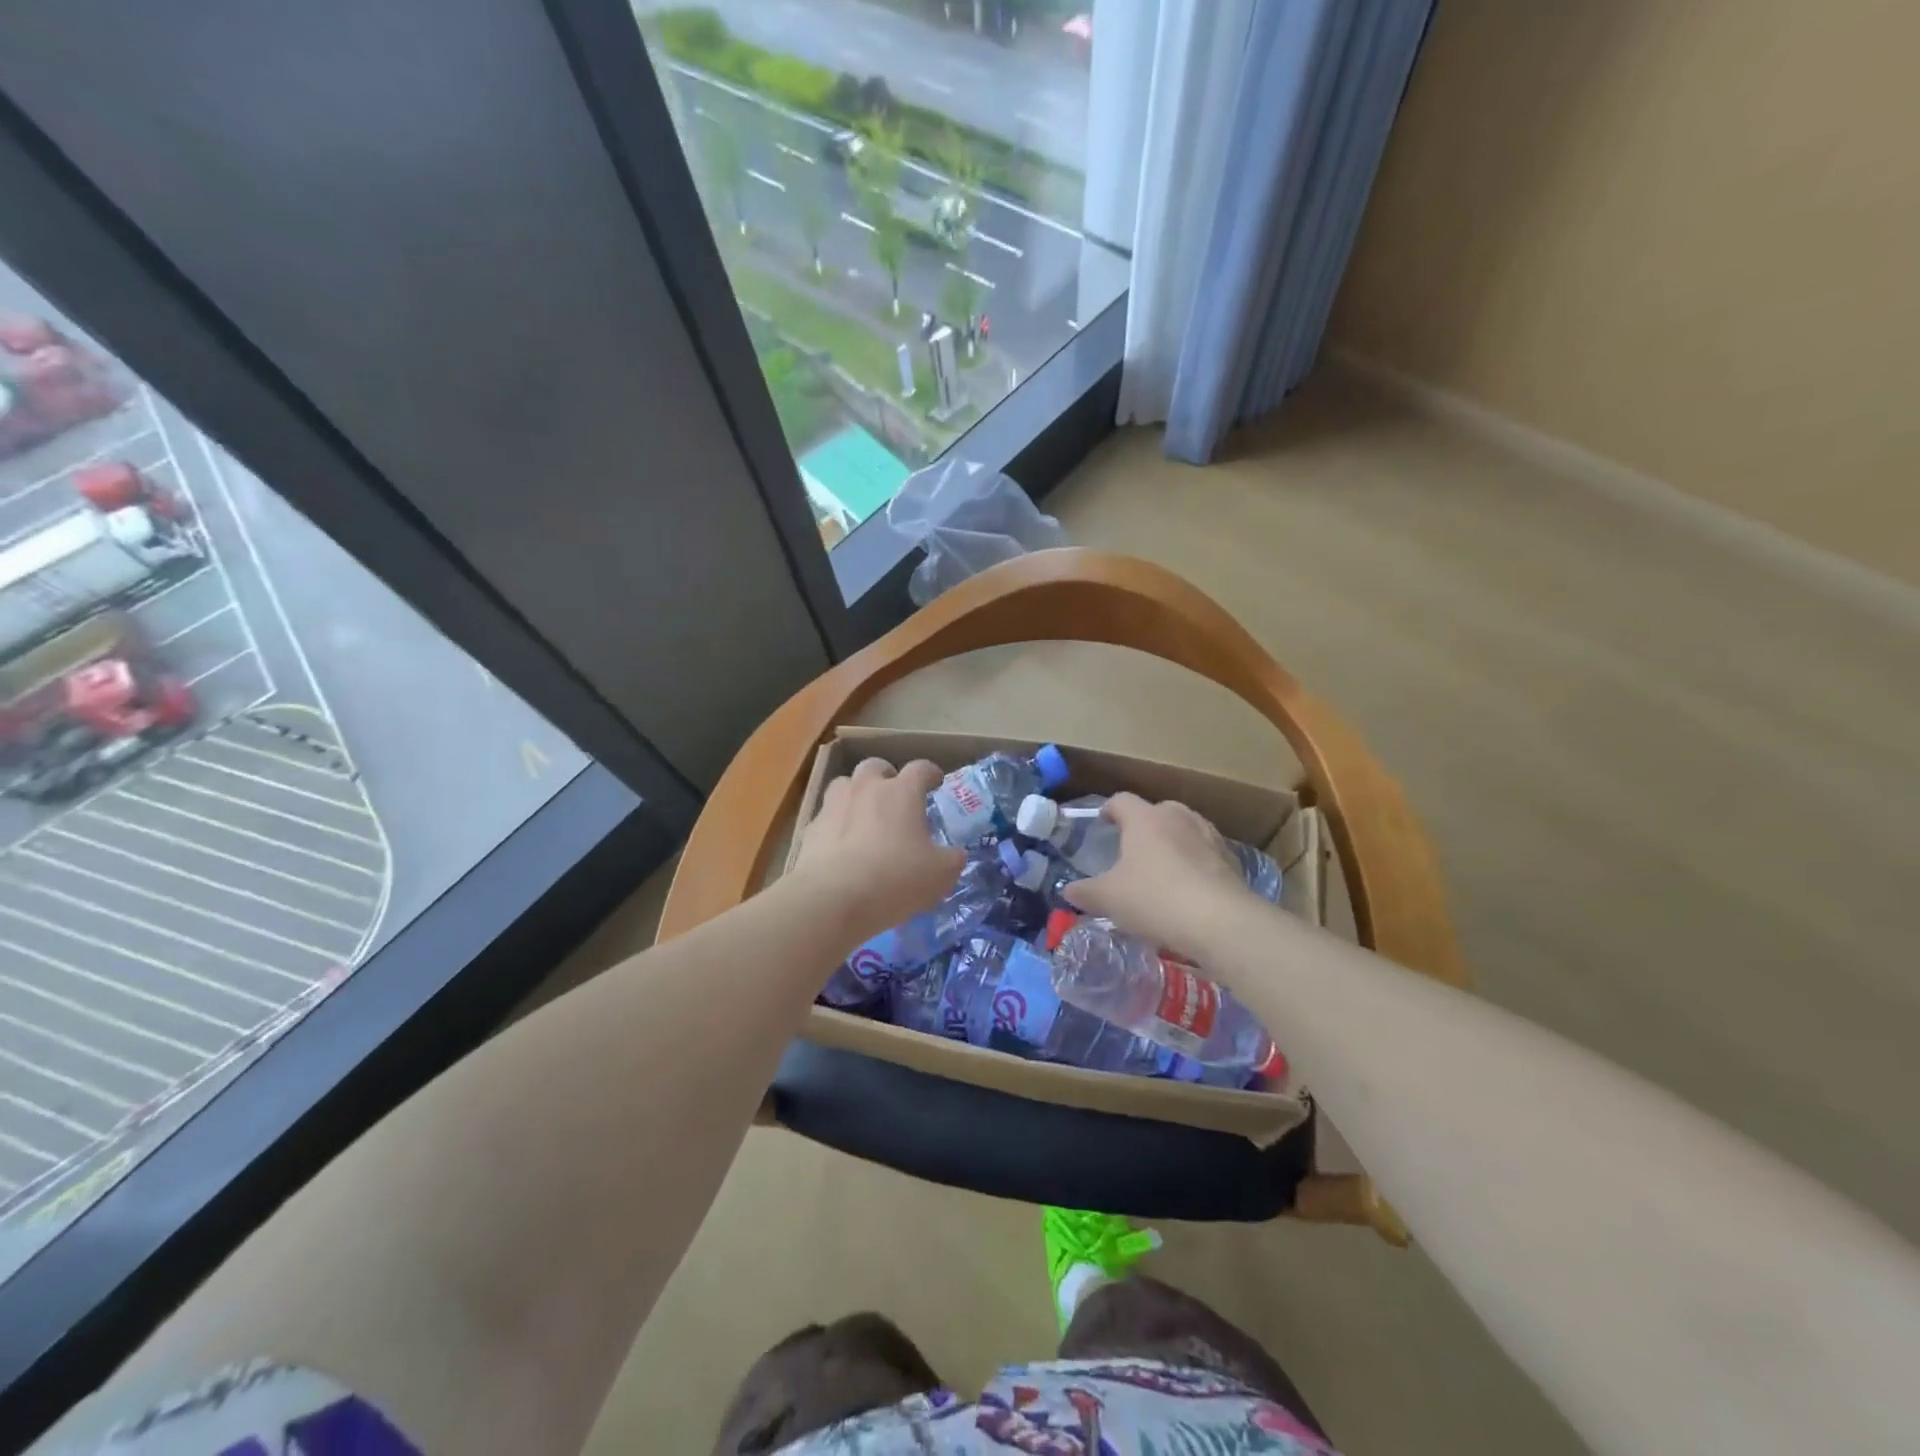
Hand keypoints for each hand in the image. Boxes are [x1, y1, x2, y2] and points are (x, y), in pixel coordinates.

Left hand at [791, 758, 965, 943]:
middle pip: (875, 766)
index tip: (936, 781)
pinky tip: (841, 845)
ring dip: (856, 794)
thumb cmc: (895, 879)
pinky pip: (826, 817)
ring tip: (864, 815)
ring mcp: (833, 805)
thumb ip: (952, 859)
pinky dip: (836, 824)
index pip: (921, 768)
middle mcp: (866, 788)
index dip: (930, 773)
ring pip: (844, 784)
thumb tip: (955, 854)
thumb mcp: (940, 874)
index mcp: (902, 792)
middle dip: (887, 776)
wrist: (833, 899)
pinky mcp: (811, 829)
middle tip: (895, 796)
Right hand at [1063, 793, 1251, 954]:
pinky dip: (1195, 862)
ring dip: (1173, 842)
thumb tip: (1068, 891)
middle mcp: (1178, 817)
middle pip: (1157, 810)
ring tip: (1163, 867)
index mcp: (1145, 819)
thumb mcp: (1108, 899)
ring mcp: (1209, 835)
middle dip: (1143, 825)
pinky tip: (1190, 887)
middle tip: (1132, 849)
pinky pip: (1206, 853)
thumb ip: (1084, 893)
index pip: (1121, 800)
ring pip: (1185, 829)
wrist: (1221, 922)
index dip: (1108, 810)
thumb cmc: (1155, 900)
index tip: (1102, 823)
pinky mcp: (1231, 859)